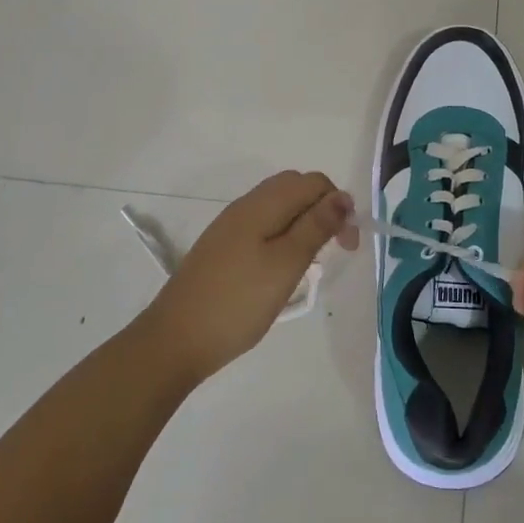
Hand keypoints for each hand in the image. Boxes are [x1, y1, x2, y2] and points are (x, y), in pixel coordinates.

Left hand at [140, 171, 357, 384]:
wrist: (175, 340)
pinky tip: (283, 267)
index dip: (338, 204)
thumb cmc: (238, 302)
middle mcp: (245, 206)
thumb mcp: (286, 264)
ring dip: (304, 223)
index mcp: (262, 204)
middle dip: (322, 209)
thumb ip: (315, 226)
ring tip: (312, 260)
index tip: (348, 243)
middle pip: (295, 188)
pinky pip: (263, 225)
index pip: (313, 182)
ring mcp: (230, 226)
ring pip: (278, 207)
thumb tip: (342, 196)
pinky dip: (283, 236)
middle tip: (334, 248)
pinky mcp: (222, 247)